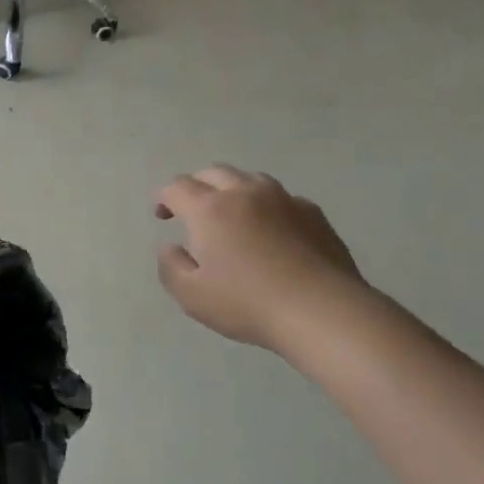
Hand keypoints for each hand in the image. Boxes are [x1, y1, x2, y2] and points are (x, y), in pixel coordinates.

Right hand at [154, 164, 364, 349]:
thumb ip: (171, 266)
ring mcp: (283, 199)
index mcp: (210, 209)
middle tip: (191, 209)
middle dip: (196, 186)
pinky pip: (281, 198)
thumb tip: (171, 247)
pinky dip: (266, 206)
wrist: (320, 310)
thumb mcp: (191, 296)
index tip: (162, 214)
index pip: (178, 187)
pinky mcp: (312, 212)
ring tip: (231, 214)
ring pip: (249, 178)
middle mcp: (245, 193)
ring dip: (232, 190)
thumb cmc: (247, 304)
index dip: (164, 197)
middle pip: (213, 173)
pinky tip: (271, 230)